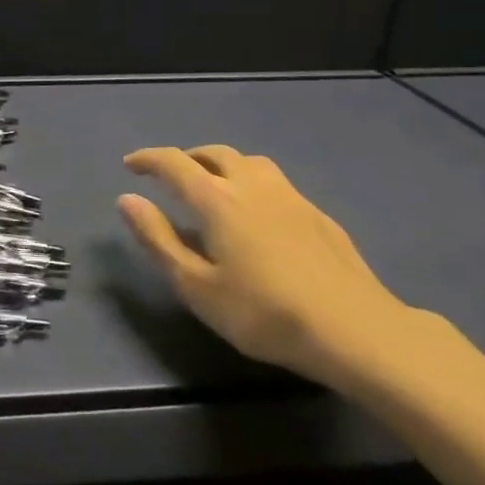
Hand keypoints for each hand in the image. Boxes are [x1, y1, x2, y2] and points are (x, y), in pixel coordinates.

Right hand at [117, 144, 417, 387]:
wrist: (357, 331)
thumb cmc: (265, 313)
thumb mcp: (197, 286)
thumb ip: (158, 239)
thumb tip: (127, 199)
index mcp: (217, 199)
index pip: (174, 163)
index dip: (148, 159)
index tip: (130, 165)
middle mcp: (252, 185)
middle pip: (214, 153)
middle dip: (187, 158)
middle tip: (171, 177)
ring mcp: (291, 197)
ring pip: (250, 162)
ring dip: (223, 164)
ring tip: (214, 186)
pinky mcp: (319, 215)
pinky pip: (276, 183)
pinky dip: (253, 184)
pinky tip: (259, 214)